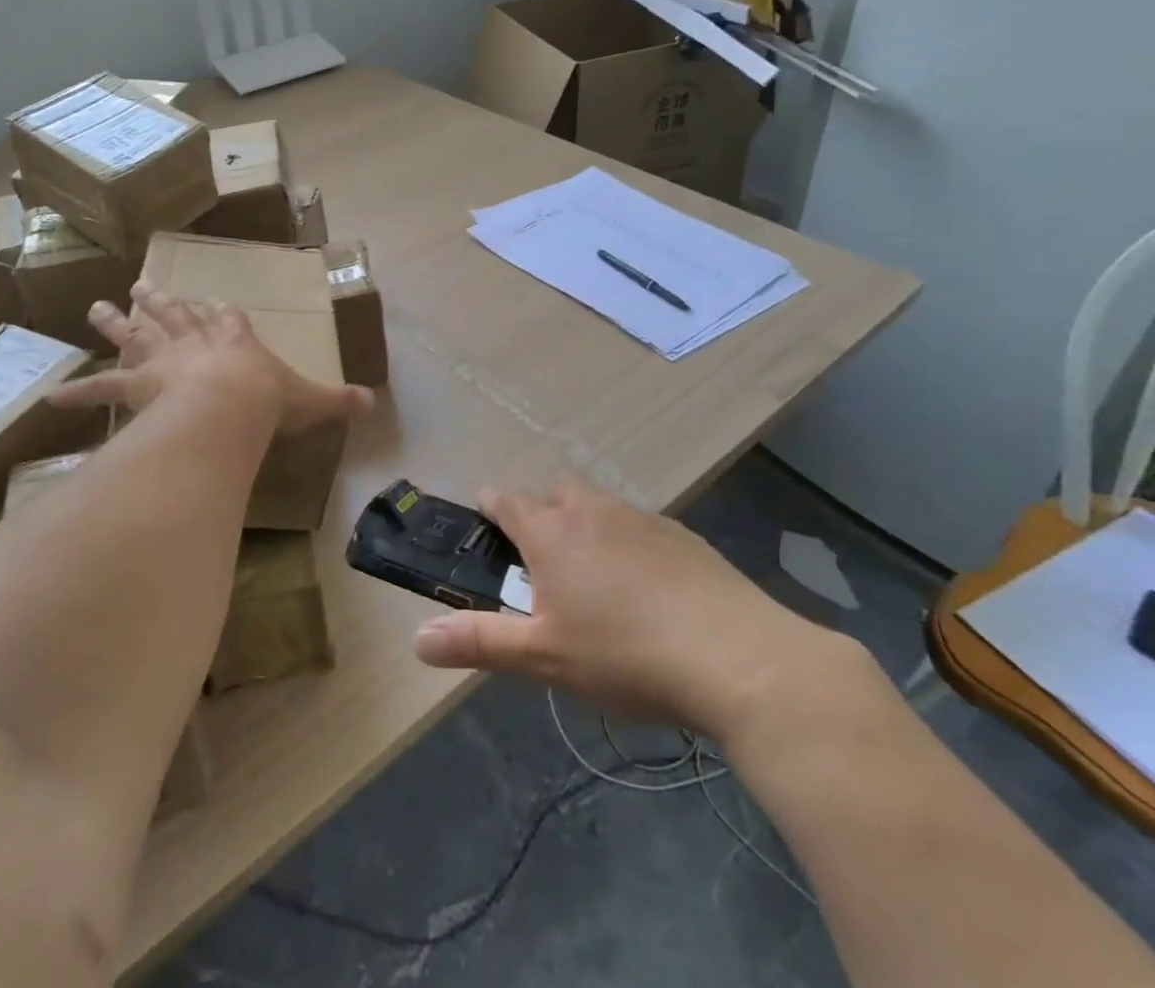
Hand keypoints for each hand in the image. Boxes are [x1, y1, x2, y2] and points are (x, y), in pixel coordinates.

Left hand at [48, 283, 373, 433]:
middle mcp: (195, 344)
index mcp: (235, 341)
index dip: (221, 313)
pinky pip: (101, 389)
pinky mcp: (136, 386)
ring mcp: (162, 361)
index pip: (228, 319)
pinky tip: (52, 397)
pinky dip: (79, 392)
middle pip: (174, 316)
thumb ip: (338, 401)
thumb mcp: (310, 400)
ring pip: (136, 336)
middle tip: (140, 284)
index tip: (213, 302)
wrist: (229, 405)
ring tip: (97, 306)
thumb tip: (372, 404)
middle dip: (159, 301)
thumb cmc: (268, 401)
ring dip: (116, 323)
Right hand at [411, 478, 865, 748]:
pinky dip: (627, 543)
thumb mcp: (543, 657)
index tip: (483, 526)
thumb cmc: (625, 654)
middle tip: (540, 565)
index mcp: (551, 532)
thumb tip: (416, 639)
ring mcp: (641, 518)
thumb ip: (478, 642)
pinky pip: (637, 527)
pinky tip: (646, 590)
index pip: (504, 500)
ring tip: (592, 579)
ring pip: (597, 508)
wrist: (738, 658)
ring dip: (585, 528)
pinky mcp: (681, 536)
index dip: (488, 508)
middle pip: (552, 495)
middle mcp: (591, 510)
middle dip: (539, 516)